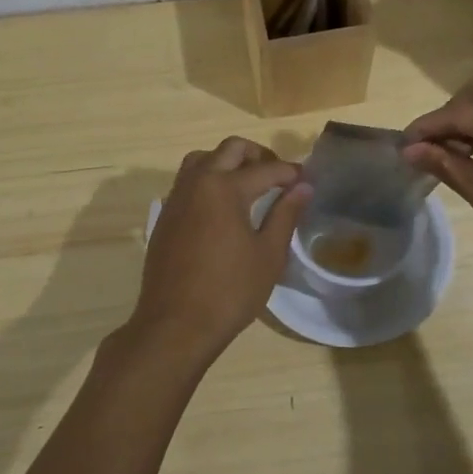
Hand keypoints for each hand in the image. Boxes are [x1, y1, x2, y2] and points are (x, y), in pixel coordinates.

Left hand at [124, 138, 310, 366]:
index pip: (266, 169)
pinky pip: (187, 181)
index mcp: (225, 188)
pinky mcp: (165, 215)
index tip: (307, 180)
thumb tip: (303, 187)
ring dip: (227, 161)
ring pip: (202, 159)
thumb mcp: (268, 255)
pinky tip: (222, 206)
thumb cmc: (230, 291)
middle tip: (278, 176)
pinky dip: (208, 179)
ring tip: (248, 184)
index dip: (291, 173)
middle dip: (258, 155)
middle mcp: (197, 182)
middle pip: (230, 149)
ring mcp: (176, 197)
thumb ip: (285, 214)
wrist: (175, 324)